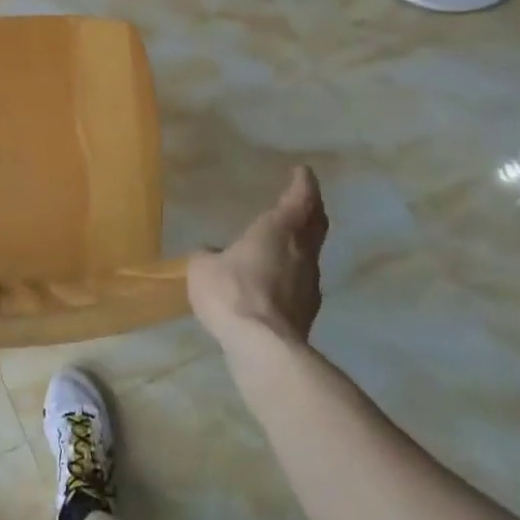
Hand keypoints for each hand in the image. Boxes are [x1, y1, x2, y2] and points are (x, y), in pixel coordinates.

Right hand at [188, 167, 327, 353]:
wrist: (262, 346)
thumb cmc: (232, 292)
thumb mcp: (203, 268)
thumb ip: (209, 256)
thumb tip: (213, 255)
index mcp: (278, 230)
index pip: (299, 198)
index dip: (303, 184)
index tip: (304, 172)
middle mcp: (301, 251)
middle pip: (315, 224)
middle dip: (312, 210)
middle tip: (306, 201)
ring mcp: (309, 283)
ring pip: (310, 254)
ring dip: (302, 244)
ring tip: (287, 242)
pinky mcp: (307, 311)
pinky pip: (301, 281)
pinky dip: (293, 273)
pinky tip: (277, 281)